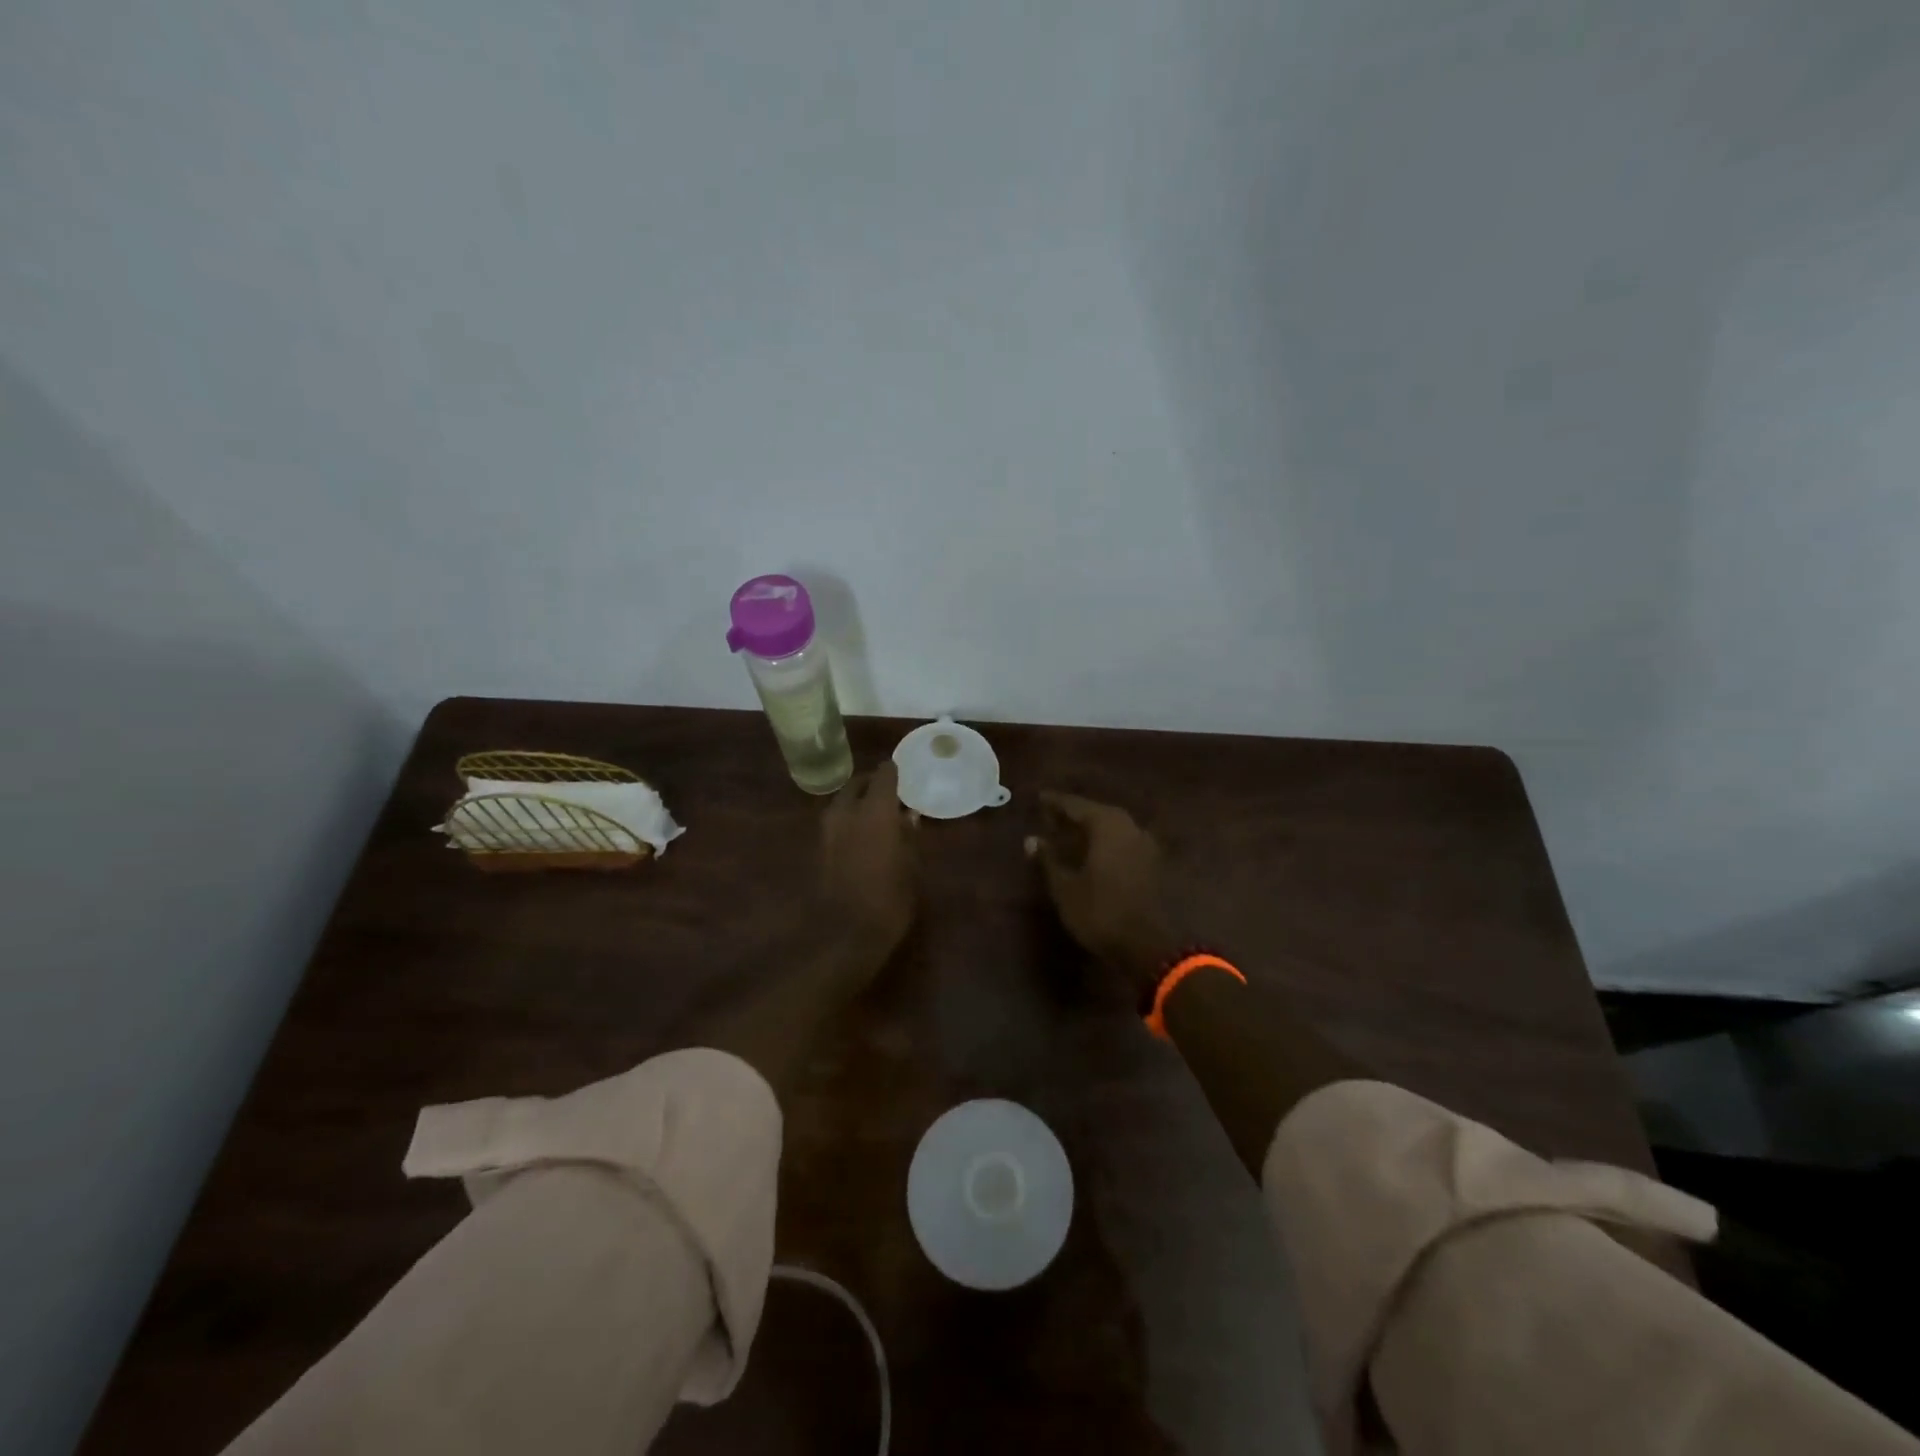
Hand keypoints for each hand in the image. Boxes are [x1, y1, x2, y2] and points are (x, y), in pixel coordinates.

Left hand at [820, 761, 917, 969]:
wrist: (844, 935)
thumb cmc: (889, 900)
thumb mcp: (911, 867)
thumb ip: (909, 836)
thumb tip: (908, 816)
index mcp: (874, 810)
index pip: (883, 775)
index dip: (893, 772)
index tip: (903, 774)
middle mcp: (846, 812)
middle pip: (856, 784)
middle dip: (872, 785)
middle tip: (890, 794)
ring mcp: (827, 830)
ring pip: (842, 802)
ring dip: (858, 803)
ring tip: (878, 816)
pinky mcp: (818, 848)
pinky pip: (836, 822)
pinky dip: (849, 821)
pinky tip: (864, 836)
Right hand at [1033, 791, 1180, 1000]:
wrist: (1147, 945)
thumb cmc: (1100, 912)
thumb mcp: (1065, 887)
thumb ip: (1048, 860)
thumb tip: (1031, 840)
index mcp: (1107, 825)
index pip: (1076, 805)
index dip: (1055, 802)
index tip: (1039, 798)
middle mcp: (1129, 827)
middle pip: (1097, 812)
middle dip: (1074, 814)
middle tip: (1051, 817)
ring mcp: (1144, 844)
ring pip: (1112, 827)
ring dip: (1091, 828)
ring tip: (1069, 834)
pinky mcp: (1152, 863)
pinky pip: (1122, 841)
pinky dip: (1104, 842)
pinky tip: (1092, 852)